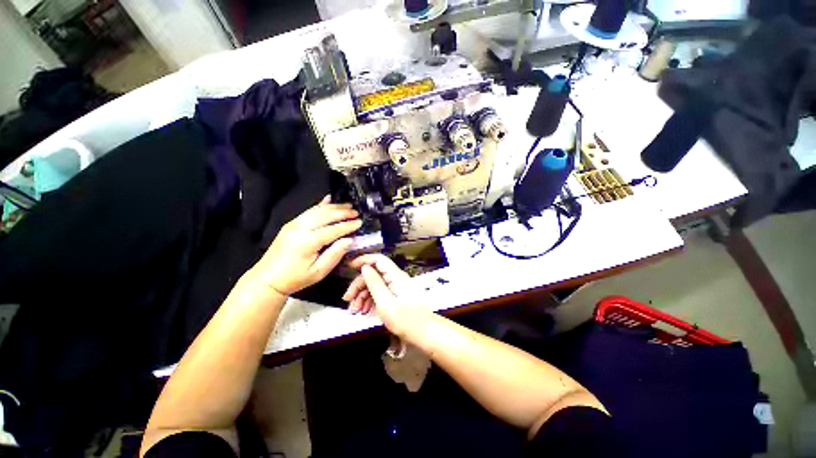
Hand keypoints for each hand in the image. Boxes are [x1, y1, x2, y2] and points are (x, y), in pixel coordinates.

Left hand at [252, 195, 361, 295]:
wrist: (268, 279)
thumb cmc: (296, 278)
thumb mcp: (319, 272)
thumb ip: (335, 254)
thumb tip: (349, 240)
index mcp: (308, 242)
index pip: (333, 229)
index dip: (348, 225)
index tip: (360, 222)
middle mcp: (300, 229)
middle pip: (326, 215)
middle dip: (343, 212)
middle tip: (356, 212)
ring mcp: (294, 224)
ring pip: (318, 210)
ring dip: (334, 207)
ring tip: (348, 206)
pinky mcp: (291, 224)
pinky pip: (309, 211)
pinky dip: (320, 204)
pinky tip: (328, 199)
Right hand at [343, 254, 428, 336]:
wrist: (425, 333)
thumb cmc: (406, 320)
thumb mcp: (385, 303)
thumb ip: (374, 283)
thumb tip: (364, 267)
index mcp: (395, 276)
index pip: (378, 259)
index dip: (364, 260)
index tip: (350, 266)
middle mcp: (396, 278)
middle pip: (374, 274)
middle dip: (359, 285)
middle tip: (347, 300)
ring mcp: (397, 286)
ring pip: (376, 284)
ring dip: (363, 295)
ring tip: (355, 310)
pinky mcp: (397, 295)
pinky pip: (381, 292)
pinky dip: (371, 299)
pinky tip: (365, 311)